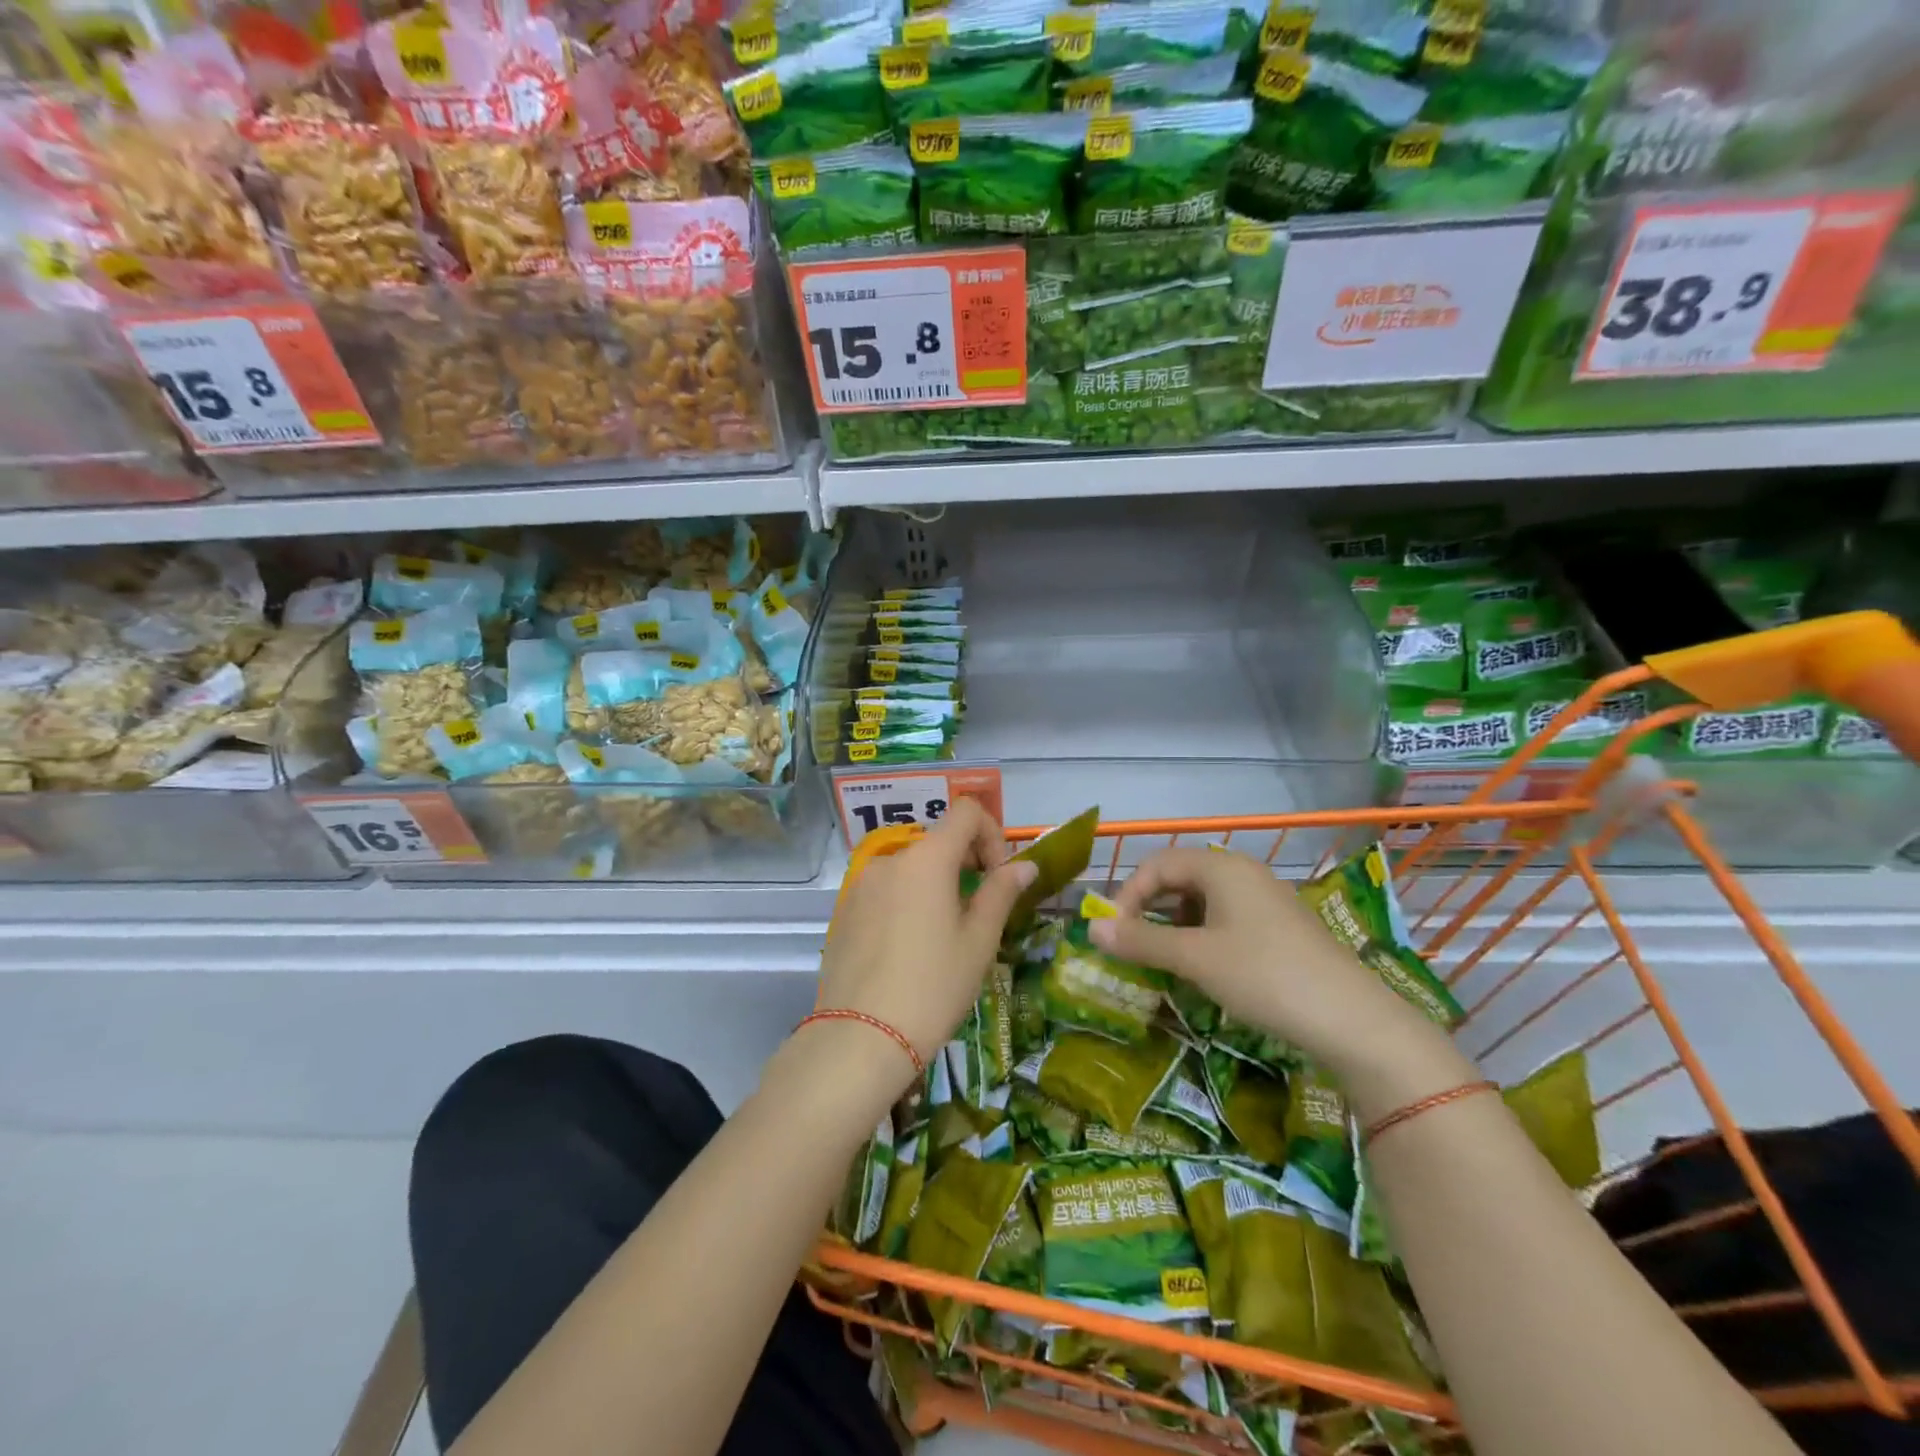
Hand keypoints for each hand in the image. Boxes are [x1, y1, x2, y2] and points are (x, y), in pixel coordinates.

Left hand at [816, 800, 1036, 1076]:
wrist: (861, 1038)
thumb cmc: (933, 987)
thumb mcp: (979, 941)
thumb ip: (1002, 892)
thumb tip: (1024, 865)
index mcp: (927, 858)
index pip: (966, 812)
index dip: (991, 834)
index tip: (997, 878)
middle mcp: (890, 859)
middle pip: (938, 840)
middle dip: (966, 864)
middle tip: (979, 912)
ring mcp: (862, 884)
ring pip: (911, 868)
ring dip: (936, 885)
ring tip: (944, 937)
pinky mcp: (845, 910)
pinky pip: (886, 891)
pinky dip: (907, 902)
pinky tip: (909, 950)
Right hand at [1089, 847, 1438, 1076]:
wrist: (1352, 1021)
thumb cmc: (1264, 976)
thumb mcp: (1195, 958)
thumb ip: (1140, 940)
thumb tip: (1091, 928)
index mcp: (1222, 868)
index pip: (1157, 864)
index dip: (1127, 895)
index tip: (1115, 933)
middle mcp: (1243, 873)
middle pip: (1179, 877)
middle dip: (1149, 909)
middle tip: (1133, 945)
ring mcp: (1265, 899)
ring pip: (1202, 899)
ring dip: (1174, 924)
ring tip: (1165, 959)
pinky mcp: (1279, 927)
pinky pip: (1226, 918)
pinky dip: (1202, 936)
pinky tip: (1203, 967)